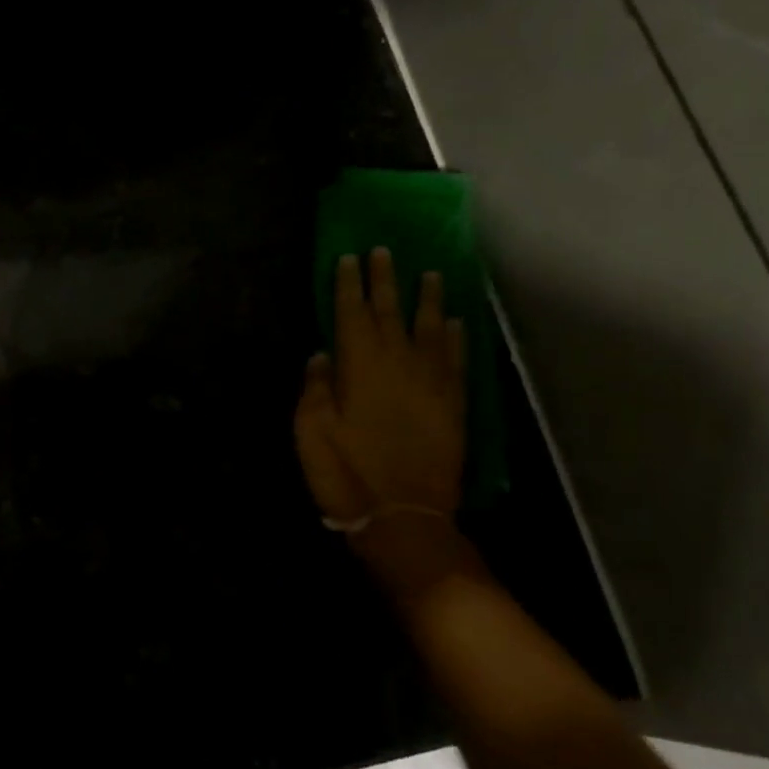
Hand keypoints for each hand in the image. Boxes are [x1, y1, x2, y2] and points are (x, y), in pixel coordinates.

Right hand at [296, 250, 471, 594]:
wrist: (404, 517)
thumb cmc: (346, 473)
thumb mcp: (311, 431)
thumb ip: (316, 387)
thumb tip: (322, 353)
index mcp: (360, 366)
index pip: (352, 313)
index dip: (350, 284)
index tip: (350, 257)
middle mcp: (399, 363)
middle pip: (391, 311)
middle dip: (386, 280)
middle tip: (385, 251)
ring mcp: (431, 382)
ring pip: (431, 328)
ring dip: (429, 299)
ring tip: (430, 273)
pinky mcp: (453, 404)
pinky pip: (456, 360)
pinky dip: (457, 337)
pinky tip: (456, 322)